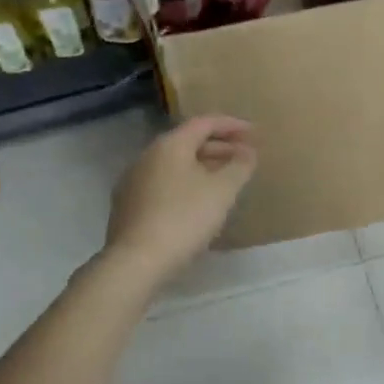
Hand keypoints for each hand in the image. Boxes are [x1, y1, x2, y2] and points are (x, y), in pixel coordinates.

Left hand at [102, 116, 256, 288]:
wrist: (137, 260)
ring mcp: (133, 181)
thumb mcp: (222, 191)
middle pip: (188, 143)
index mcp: (169, 145)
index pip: (204, 123)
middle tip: (244, 158)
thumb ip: (239, 167)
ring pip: (175, 166)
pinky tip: (198, 204)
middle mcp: (147, 156)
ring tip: (225, 181)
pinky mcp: (128, 206)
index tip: (254, 133)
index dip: (232, 125)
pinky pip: (164, 185)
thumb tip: (248, 153)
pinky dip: (186, 185)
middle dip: (219, 148)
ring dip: (202, 168)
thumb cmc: (184, 218)